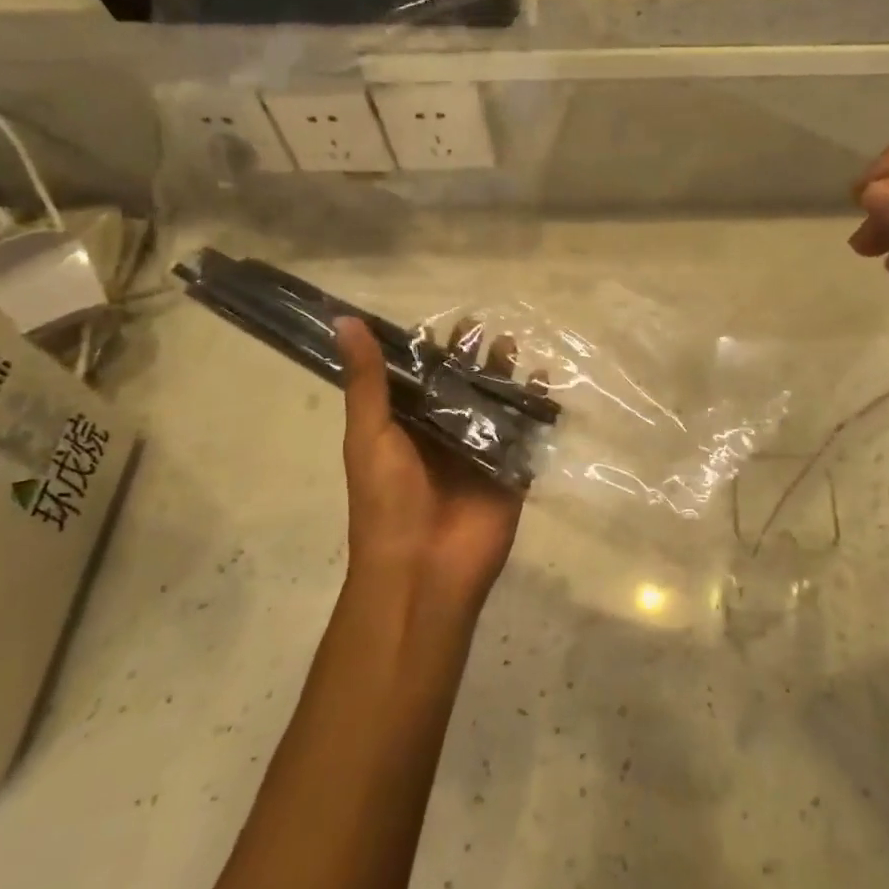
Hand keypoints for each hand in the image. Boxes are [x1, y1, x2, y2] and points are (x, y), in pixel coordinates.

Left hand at [335, 317, 526, 606]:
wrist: (423, 570)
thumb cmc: (386, 501)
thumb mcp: (369, 434)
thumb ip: (367, 381)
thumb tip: (345, 320)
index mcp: (405, 427)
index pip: (420, 378)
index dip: (431, 349)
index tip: (446, 318)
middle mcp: (442, 435)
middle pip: (460, 387)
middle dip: (471, 358)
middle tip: (485, 324)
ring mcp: (478, 452)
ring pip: (493, 404)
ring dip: (502, 375)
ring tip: (511, 342)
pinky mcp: (510, 470)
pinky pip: (524, 431)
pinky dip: (534, 405)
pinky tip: (543, 378)